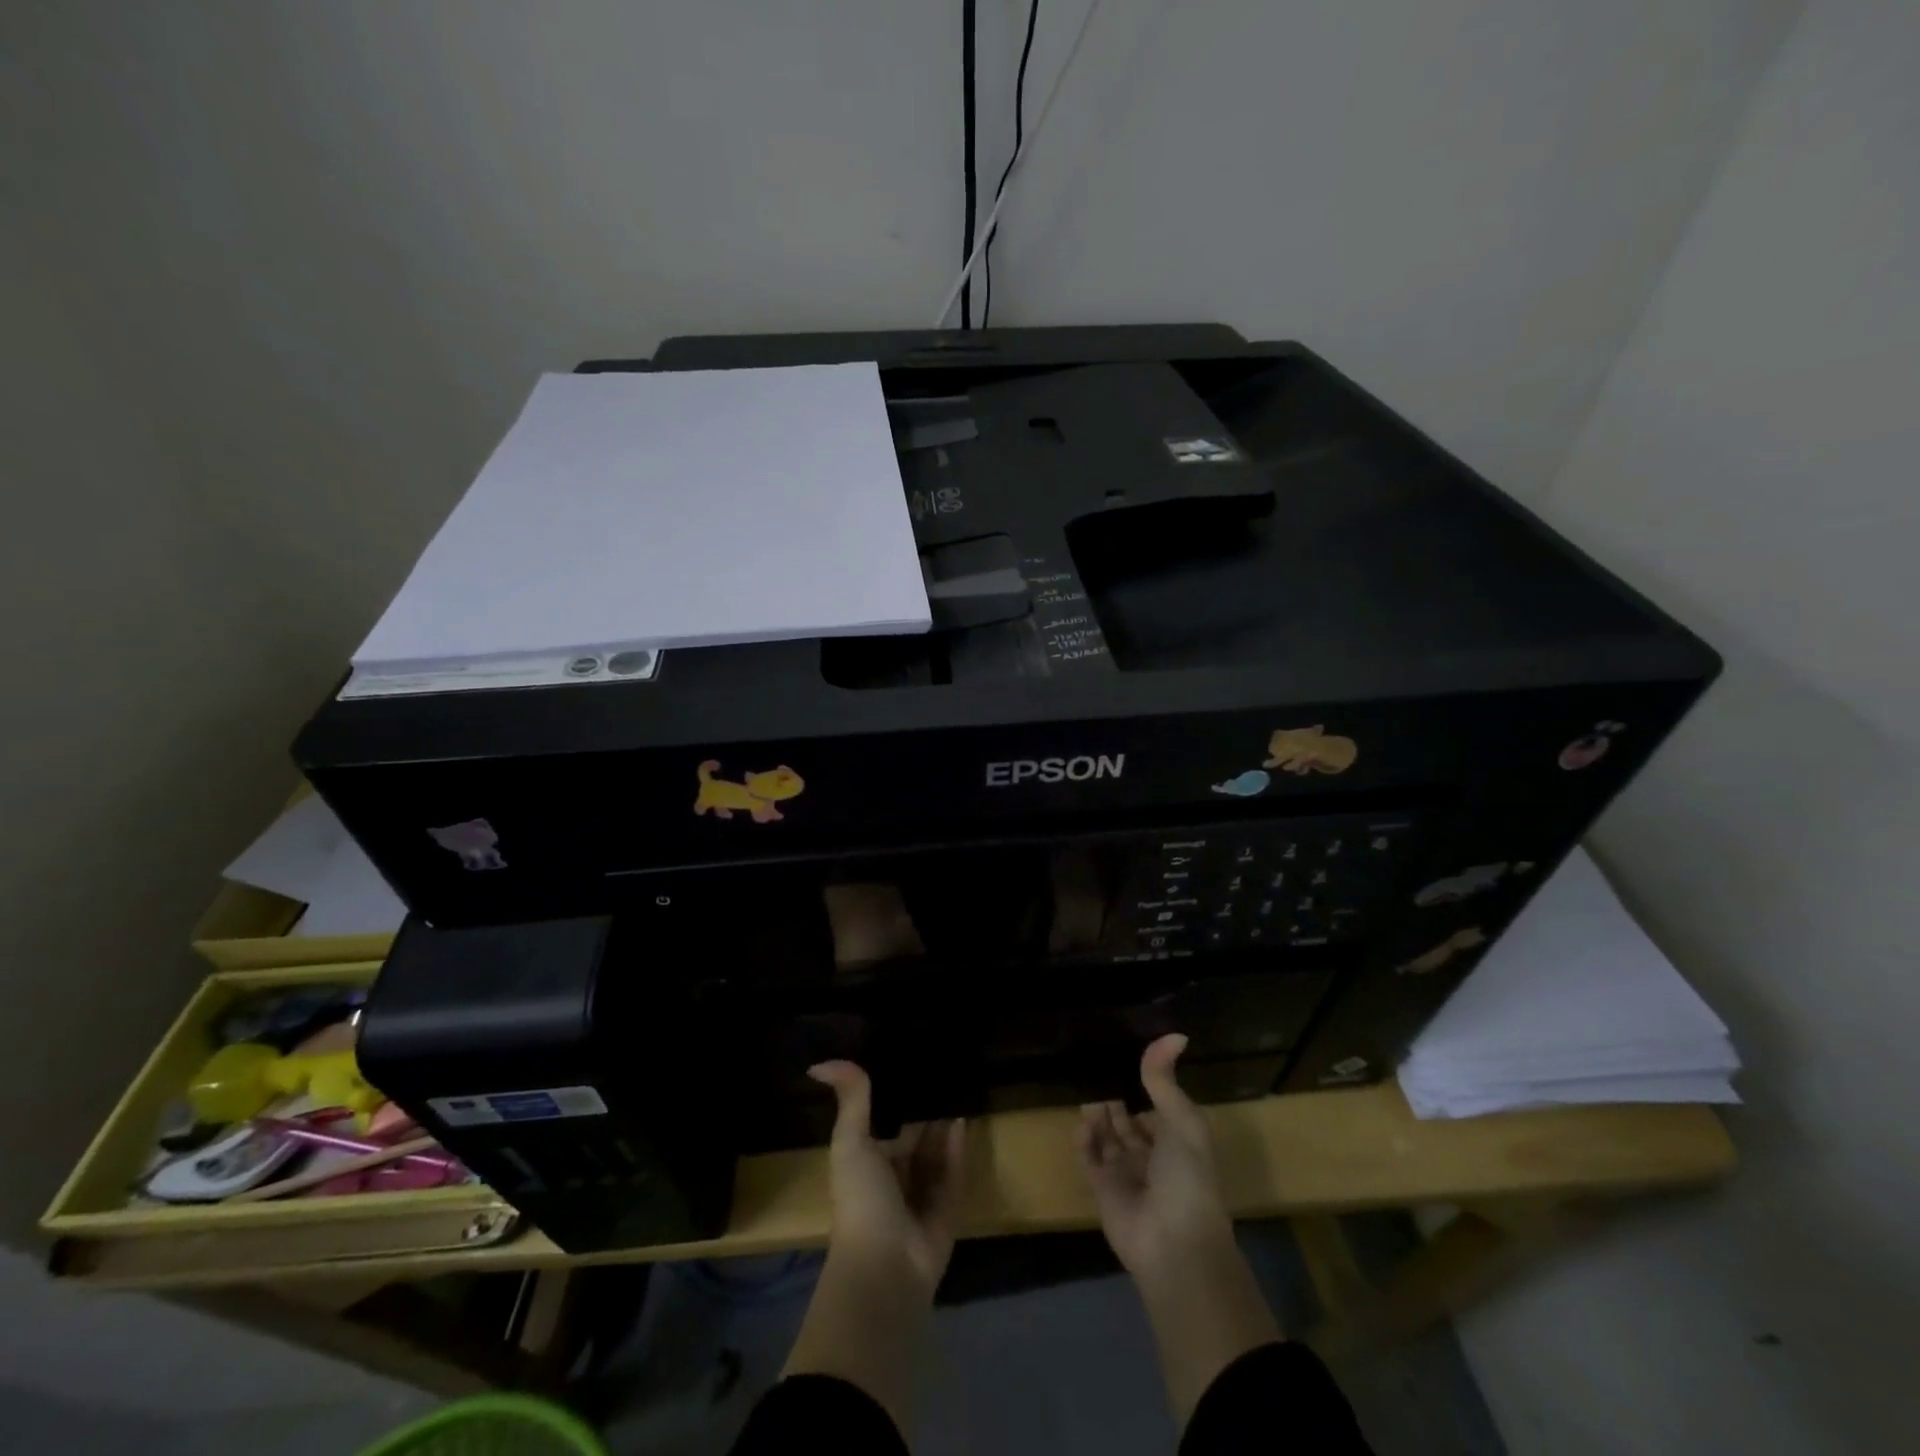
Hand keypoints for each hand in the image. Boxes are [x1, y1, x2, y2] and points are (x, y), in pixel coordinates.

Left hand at [808, 1060, 964, 1294]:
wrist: (886, 1267)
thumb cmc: (862, 1199)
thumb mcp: (850, 1143)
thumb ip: (849, 1100)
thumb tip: (817, 1063)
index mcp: (868, 1160)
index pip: (883, 1120)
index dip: (894, 1093)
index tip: (908, 1057)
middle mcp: (894, 1175)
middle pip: (913, 1133)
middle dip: (924, 1105)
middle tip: (941, 1064)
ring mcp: (921, 1193)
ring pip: (936, 1149)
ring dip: (944, 1121)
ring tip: (958, 1081)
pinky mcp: (947, 1207)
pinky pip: (954, 1169)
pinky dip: (957, 1145)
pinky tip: (964, 1115)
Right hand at [1077, 1034, 1235, 1278]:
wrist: (1174, 1245)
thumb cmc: (1188, 1178)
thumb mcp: (1182, 1121)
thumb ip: (1166, 1080)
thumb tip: (1175, 1034)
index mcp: (1179, 1141)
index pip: (1158, 1106)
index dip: (1145, 1084)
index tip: (1124, 1054)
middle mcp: (1152, 1156)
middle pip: (1129, 1120)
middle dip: (1116, 1097)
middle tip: (1096, 1067)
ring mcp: (1126, 1174)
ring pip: (1107, 1136)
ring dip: (1099, 1114)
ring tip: (1088, 1091)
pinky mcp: (1102, 1189)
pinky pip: (1089, 1157)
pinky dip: (1084, 1139)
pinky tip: (1083, 1123)